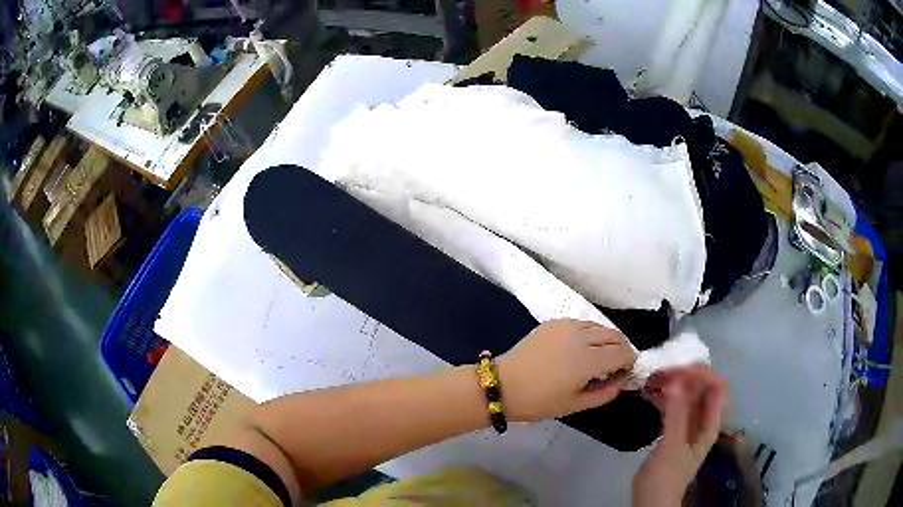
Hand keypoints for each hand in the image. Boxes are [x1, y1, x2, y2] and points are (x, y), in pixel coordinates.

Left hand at [496, 319, 635, 421]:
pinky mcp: (555, 322)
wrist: (502, 384)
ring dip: (607, 340)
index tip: (623, 374)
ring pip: (600, 327)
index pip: (623, 353)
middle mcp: (581, 336)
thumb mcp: (575, 405)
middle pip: (615, 336)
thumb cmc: (539, 401)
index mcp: (588, 359)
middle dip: (621, 350)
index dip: (629, 363)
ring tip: (598, 358)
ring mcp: (567, 325)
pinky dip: (591, 334)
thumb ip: (605, 393)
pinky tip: (581, 349)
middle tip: (614, 367)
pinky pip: (583, 324)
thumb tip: (621, 382)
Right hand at [633, 366, 727, 506]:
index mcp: (709, 423)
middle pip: (700, 388)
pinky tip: (648, 393)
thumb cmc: (666, 477)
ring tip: (651, 379)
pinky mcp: (672, 431)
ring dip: (671, 384)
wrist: (651, 503)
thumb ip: (676, 414)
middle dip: (683, 375)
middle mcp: (702, 420)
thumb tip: (677, 379)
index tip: (678, 369)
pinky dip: (662, 397)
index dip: (702, 373)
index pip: (716, 387)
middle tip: (660, 372)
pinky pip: (672, 406)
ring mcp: (687, 425)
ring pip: (685, 396)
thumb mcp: (672, 446)